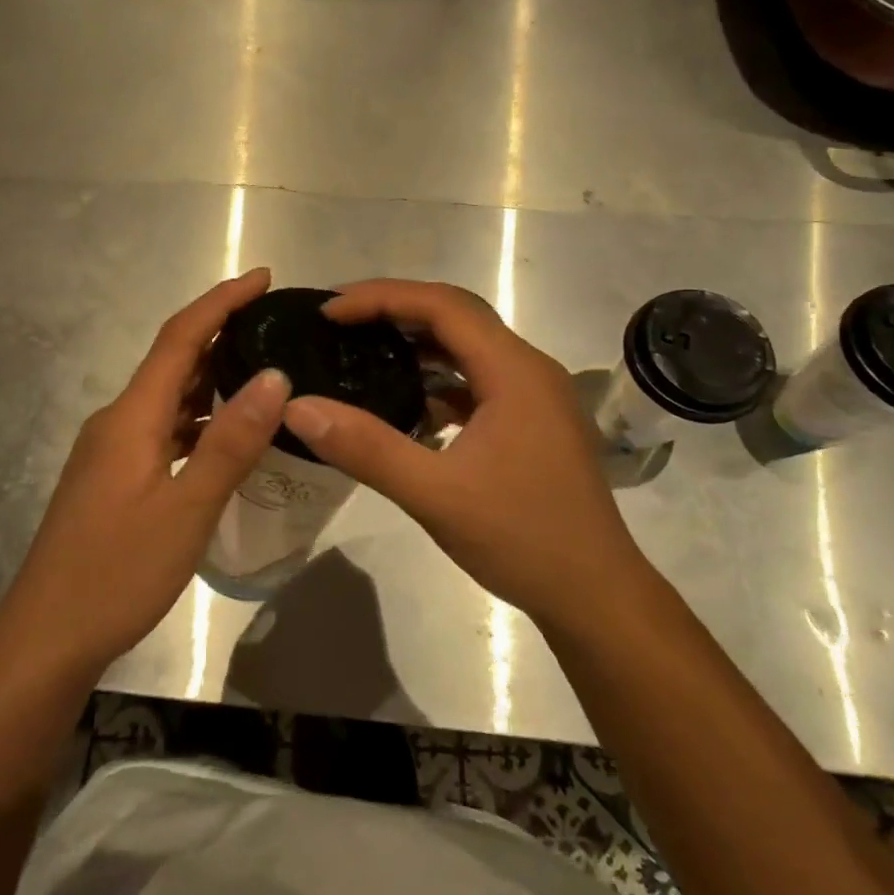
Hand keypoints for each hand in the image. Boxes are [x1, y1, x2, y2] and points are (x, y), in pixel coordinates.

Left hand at [0, 267, 290, 678]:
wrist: (45, 637)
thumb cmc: (116, 572)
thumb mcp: (186, 508)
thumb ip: (231, 441)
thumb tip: (274, 376)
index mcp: (131, 416)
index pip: (179, 338)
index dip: (220, 302)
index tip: (263, 277)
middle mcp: (117, 422)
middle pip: (173, 362)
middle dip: (221, 333)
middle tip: (275, 324)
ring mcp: (112, 452)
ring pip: (169, 399)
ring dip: (212, 378)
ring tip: (265, 370)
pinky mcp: (115, 478)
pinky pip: (164, 430)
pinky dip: (199, 420)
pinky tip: (229, 435)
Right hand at [280, 279, 639, 629]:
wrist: (596, 596)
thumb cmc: (522, 539)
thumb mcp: (435, 495)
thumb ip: (366, 447)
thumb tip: (297, 406)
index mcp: (514, 371)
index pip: (442, 305)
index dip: (381, 298)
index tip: (329, 311)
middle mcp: (529, 369)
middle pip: (457, 315)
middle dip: (395, 309)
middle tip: (339, 321)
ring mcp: (535, 395)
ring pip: (468, 347)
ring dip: (417, 342)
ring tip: (362, 350)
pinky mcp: (532, 420)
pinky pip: (478, 379)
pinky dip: (438, 378)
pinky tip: (407, 402)